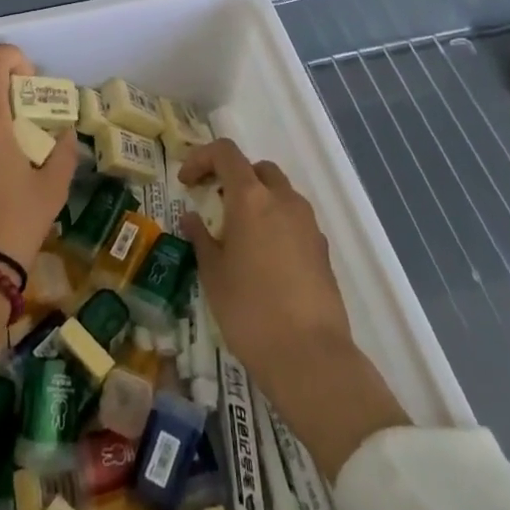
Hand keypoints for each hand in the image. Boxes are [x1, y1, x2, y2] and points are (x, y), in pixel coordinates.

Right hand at [180, 138, 352, 379]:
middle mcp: (283, 199)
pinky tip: (264, 259)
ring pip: (279, 192)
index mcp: (251, 197)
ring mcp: (307, 222)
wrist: (311, 356)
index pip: (225, 153)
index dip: (201, 159)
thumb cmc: (250, 311)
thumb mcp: (213, 275)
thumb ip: (201, 238)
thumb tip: (191, 218)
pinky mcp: (322, 248)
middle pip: (257, 169)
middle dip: (233, 177)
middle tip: (214, 203)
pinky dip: (276, 222)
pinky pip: (294, 219)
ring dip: (257, 200)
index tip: (187, 183)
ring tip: (239, 234)